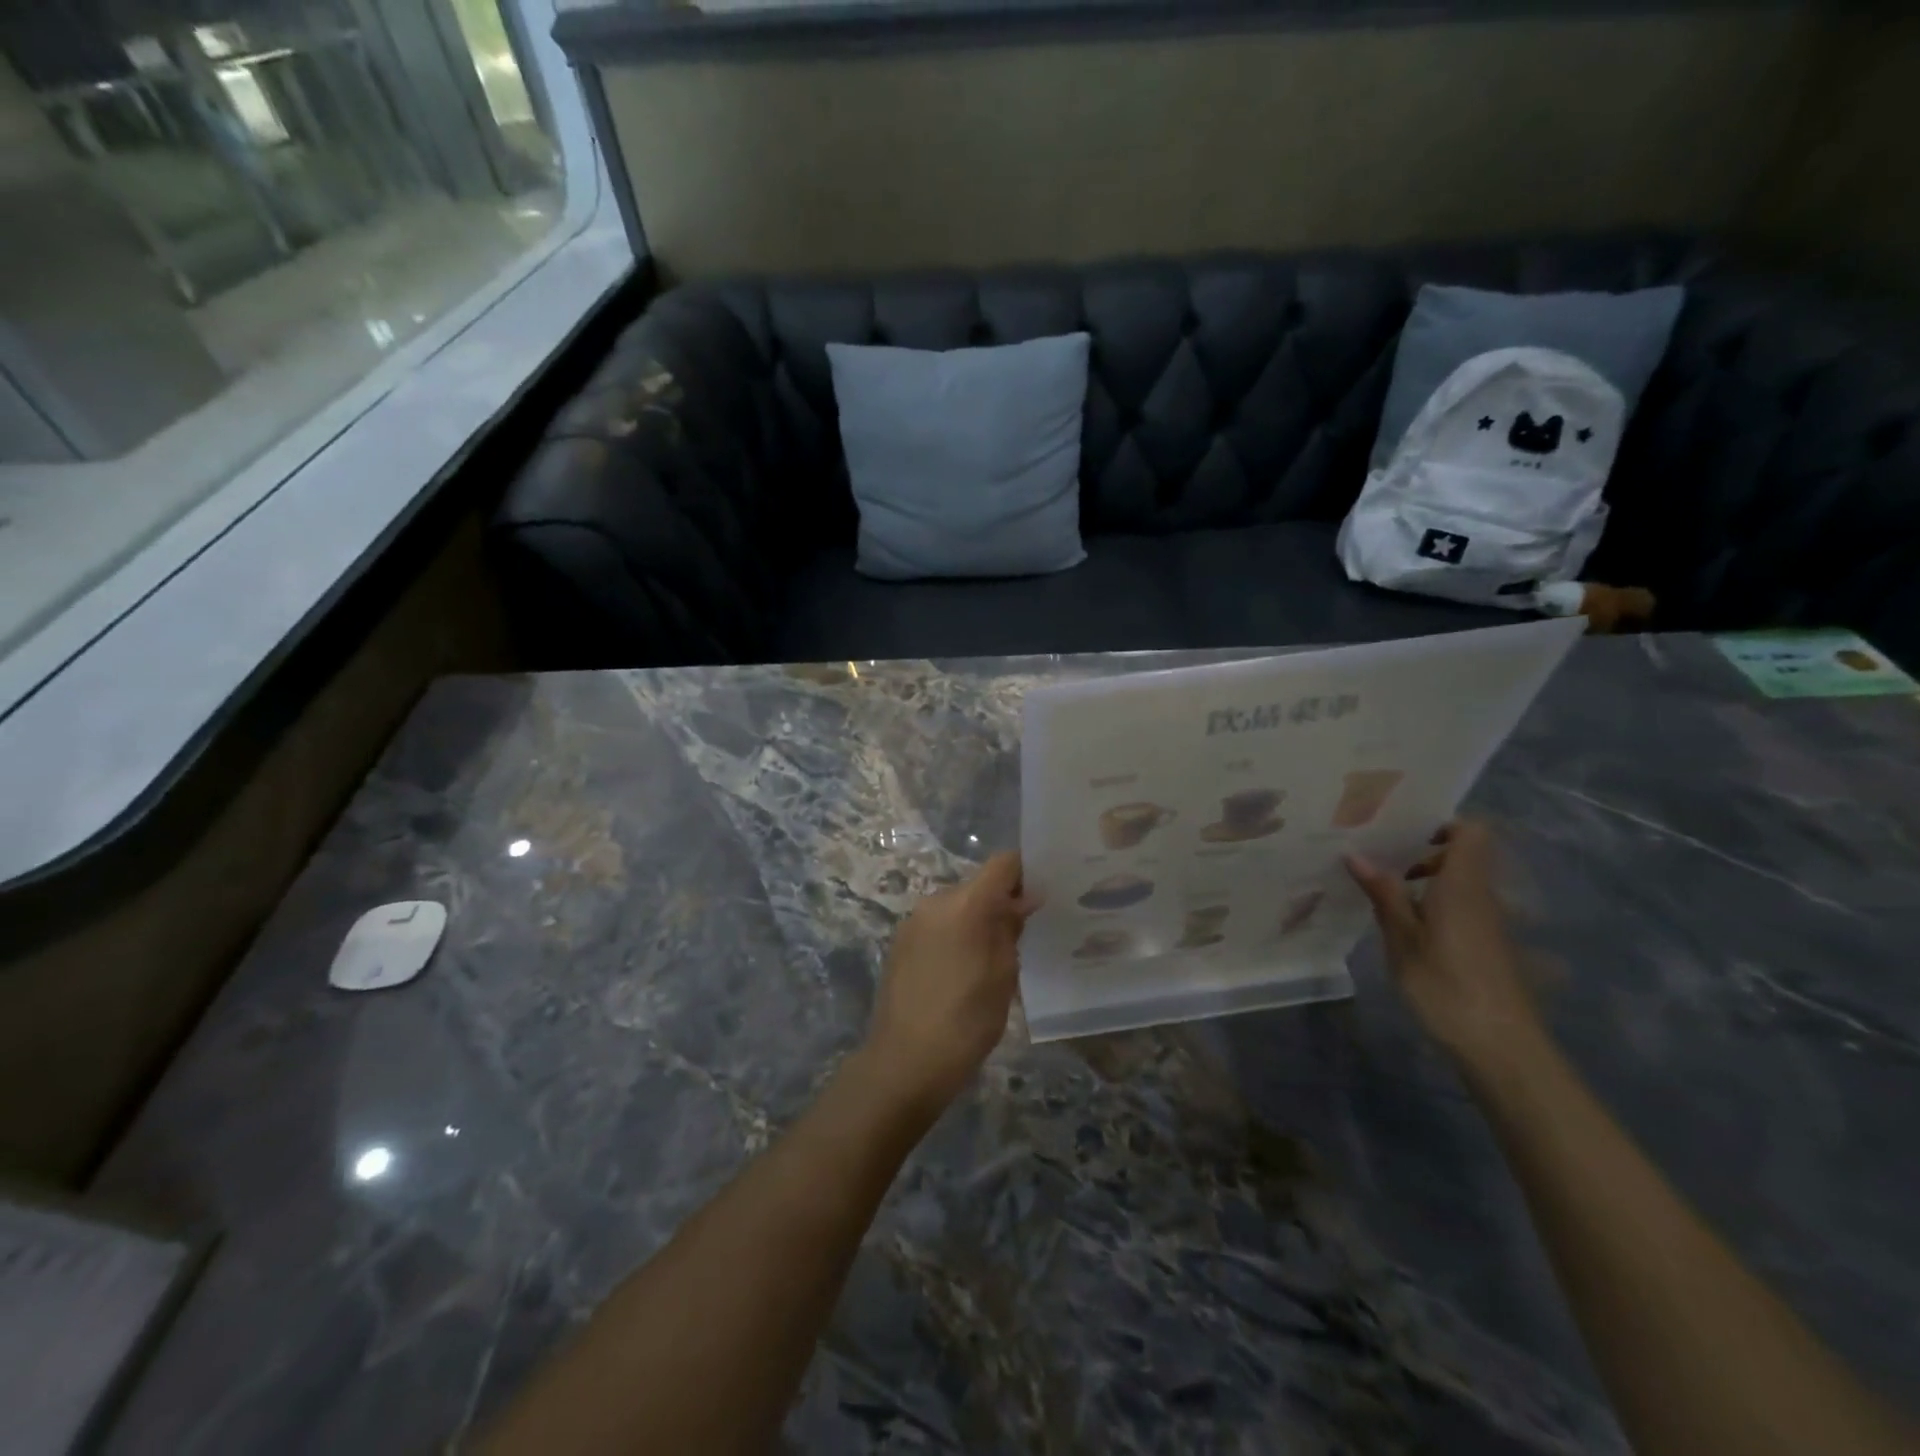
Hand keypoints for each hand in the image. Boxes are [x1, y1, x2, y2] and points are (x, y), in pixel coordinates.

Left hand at [863, 853, 1039, 1114]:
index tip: (1041, 898)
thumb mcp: (1003, 975)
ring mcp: (913, 921)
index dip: (1025, 873)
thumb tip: (1023, 899)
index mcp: (964, 904)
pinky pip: (938, 925)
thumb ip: (1011, 929)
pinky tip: (962, 972)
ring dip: (977, 922)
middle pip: (978, 886)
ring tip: (991, 961)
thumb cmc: (966, 1021)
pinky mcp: (900, 943)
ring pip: (957, 907)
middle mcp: (935, 901)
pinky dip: (956, 936)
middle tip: (1022, 938)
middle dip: (1001, 903)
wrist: (904, 1062)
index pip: (1003, 864)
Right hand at [1344, 820, 1541, 1065]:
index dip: (1441, 825)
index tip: (1402, 835)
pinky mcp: (1490, 947)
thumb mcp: (1402, 938)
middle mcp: (1483, 896)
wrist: (1500, 1046)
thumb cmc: (1445, 984)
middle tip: (1381, 865)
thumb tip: (1356, 854)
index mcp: (1463, 885)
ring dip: (1428, 884)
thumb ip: (1383, 894)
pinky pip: (1463, 908)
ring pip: (1461, 884)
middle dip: (1423, 855)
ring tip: (1385, 897)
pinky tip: (1406, 929)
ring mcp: (1491, 923)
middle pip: (1464, 857)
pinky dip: (1437, 907)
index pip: (1471, 832)